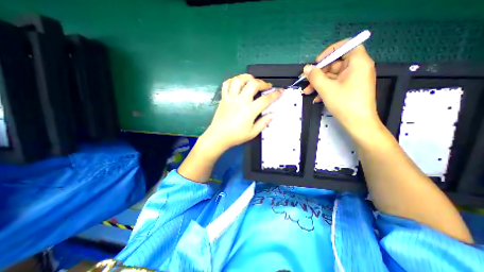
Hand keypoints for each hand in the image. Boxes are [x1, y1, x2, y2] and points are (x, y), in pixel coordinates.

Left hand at [202, 74, 284, 153]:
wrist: (218, 136)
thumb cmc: (235, 136)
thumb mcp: (252, 133)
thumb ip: (263, 123)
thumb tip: (273, 115)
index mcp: (249, 110)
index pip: (265, 99)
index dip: (275, 95)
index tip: (280, 91)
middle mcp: (240, 101)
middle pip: (253, 84)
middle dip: (262, 83)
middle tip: (266, 86)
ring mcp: (231, 98)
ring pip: (239, 80)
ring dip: (247, 77)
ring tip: (252, 80)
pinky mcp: (223, 98)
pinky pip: (226, 84)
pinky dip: (232, 80)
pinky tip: (237, 83)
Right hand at [303, 39, 379, 134]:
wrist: (358, 123)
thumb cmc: (344, 103)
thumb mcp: (326, 89)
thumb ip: (315, 76)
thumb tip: (306, 68)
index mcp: (357, 63)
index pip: (346, 46)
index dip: (330, 52)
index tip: (317, 63)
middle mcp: (357, 68)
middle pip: (336, 64)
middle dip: (319, 74)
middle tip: (306, 82)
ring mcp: (353, 79)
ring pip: (333, 76)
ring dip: (319, 83)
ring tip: (307, 92)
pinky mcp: (350, 89)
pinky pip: (336, 84)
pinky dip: (325, 89)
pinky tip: (316, 98)